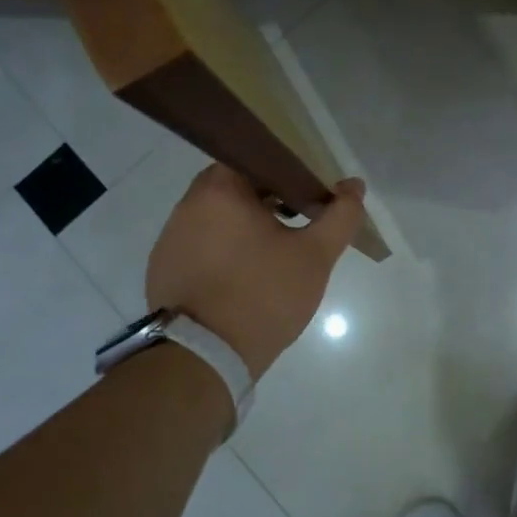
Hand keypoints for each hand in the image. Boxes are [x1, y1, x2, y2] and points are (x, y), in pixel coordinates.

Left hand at [146, 166, 367, 380]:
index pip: (256, 159)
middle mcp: (187, 205)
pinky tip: (242, 280)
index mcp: (220, 190)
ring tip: (272, 256)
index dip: (287, 173)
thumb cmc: (262, 296)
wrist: (202, 358)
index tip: (307, 196)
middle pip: (235, 188)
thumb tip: (354, 185)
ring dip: (244, 227)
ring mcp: (169, 238)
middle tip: (296, 226)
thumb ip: (340, 215)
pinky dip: (222, 252)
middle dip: (268, 201)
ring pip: (216, 218)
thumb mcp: (315, 256)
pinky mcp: (162, 269)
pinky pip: (199, 246)